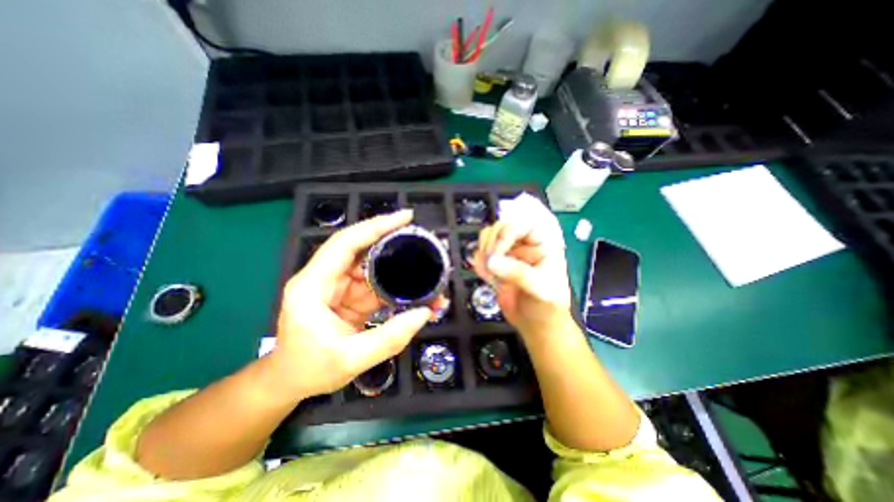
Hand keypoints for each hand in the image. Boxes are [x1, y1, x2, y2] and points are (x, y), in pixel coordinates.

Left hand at [268, 210, 444, 402]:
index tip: (405, 217)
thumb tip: (425, 313)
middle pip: (362, 249)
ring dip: (399, 269)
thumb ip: (389, 337)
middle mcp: (326, 278)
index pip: (345, 243)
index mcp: (313, 285)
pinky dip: (397, 288)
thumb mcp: (350, 359)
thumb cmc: (308, 370)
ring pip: (373, 268)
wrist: (290, 382)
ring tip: (426, 269)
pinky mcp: (351, 297)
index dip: (375, 226)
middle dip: (392, 241)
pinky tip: (415, 293)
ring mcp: (340, 287)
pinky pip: (377, 286)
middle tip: (422, 239)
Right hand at [474, 203, 571, 334]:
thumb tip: (492, 261)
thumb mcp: (540, 290)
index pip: (523, 225)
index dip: (506, 233)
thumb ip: (518, 273)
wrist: (537, 326)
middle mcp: (524, 244)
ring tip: (489, 273)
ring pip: (488, 238)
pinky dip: (478, 263)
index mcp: (542, 244)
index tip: (495, 252)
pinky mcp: (496, 265)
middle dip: (491, 242)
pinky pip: (481, 255)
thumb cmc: (547, 307)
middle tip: (489, 262)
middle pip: (501, 227)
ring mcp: (509, 254)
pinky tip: (487, 278)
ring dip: (483, 252)